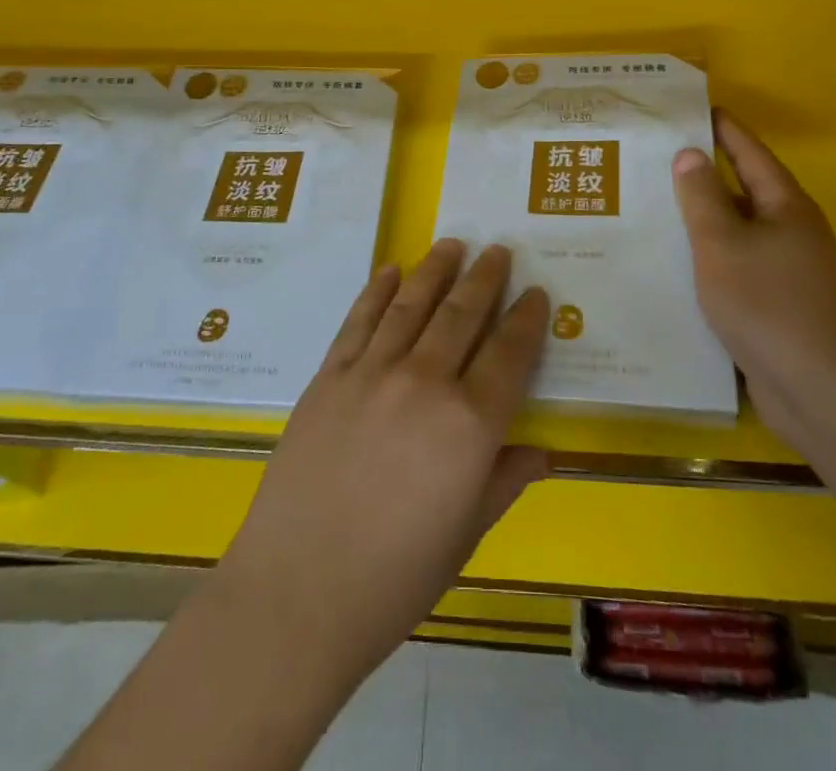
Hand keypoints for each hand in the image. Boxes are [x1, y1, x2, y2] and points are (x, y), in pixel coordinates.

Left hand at [214, 240, 550, 690]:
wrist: (296, 592)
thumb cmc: (394, 579)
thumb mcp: (465, 536)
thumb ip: (503, 482)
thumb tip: (539, 452)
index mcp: (470, 425)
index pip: (510, 354)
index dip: (526, 319)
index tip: (536, 293)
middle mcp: (426, 382)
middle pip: (464, 314)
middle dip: (486, 278)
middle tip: (498, 251)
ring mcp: (373, 372)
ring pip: (413, 303)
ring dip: (436, 269)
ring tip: (453, 244)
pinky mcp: (330, 375)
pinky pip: (360, 320)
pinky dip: (377, 289)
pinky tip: (391, 270)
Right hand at [672, 109, 835, 430]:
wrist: (818, 389)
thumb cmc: (767, 302)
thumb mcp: (722, 243)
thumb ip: (702, 197)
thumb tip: (690, 155)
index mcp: (785, 207)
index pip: (750, 153)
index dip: (722, 129)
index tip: (693, 109)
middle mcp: (790, 232)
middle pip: (742, 192)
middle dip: (703, 177)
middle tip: (655, 161)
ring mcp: (786, 271)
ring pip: (735, 234)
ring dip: (700, 222)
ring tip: (653, 210)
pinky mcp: (776, 306)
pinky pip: (734, 268)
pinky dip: (707, 261)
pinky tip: (673, 267)